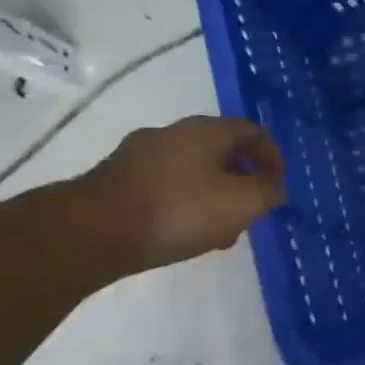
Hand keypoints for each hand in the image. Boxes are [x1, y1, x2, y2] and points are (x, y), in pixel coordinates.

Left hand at [80, 116, 287, 275]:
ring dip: (214, 195)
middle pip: (222, 151)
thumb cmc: (179, 211)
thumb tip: (276, 188)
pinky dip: (183, 204)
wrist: (87, 234)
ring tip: (218, 232)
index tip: (278, 188)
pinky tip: (183, 233)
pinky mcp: (114, 181)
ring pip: (193, 171)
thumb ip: (269, 192)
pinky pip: (164, 186)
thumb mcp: (244, 203)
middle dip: (243, 181)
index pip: (255, 132)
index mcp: (207, 130)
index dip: (274, 158)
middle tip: (250, 211)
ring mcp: (138, 156)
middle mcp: (172, 133)